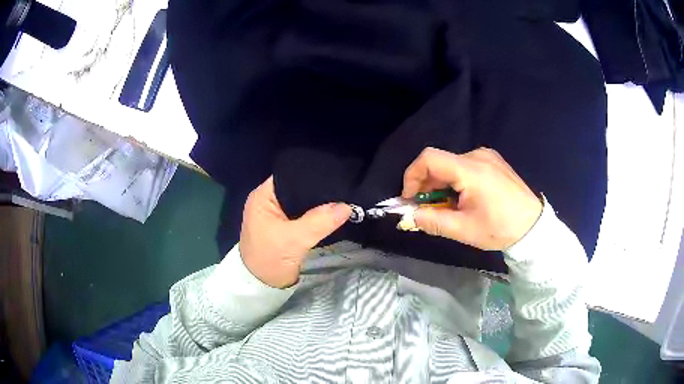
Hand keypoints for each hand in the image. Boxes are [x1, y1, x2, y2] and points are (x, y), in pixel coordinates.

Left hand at [239, 177, 351, 287]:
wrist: (261, 287)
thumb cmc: (269, 259)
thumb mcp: (294, 240)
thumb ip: (319, 221)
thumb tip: (347, 206)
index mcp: (263, 196)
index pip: (290, 175)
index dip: (311, 173)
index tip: (335, 173)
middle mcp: (269, 200)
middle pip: (298, 188)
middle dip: (319, 189)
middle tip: (344, 186)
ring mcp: (278, 214)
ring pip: (303, 202)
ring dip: (319, 203)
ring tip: (343, 196)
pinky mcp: (286, 227)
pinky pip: (305, 215)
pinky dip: (317, 215)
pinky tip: (334, 211)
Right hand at [402, 147, 542, 250]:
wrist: (534, 226)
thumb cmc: (500, 228)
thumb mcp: (463, 229)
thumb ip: (432, 221)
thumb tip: (408, 217)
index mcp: (470, 169)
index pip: (429, 159)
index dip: (412, 176)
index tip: (409, 198)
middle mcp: (477, 155)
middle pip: (440, 162)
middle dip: (426, 184)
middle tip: (425, 207)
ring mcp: (487, 156)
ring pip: (451, 164)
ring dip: (441, 183)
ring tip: (446, 206)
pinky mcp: (493, 161)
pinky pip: (465, 165)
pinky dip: (455, 180)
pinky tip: (463, 198)